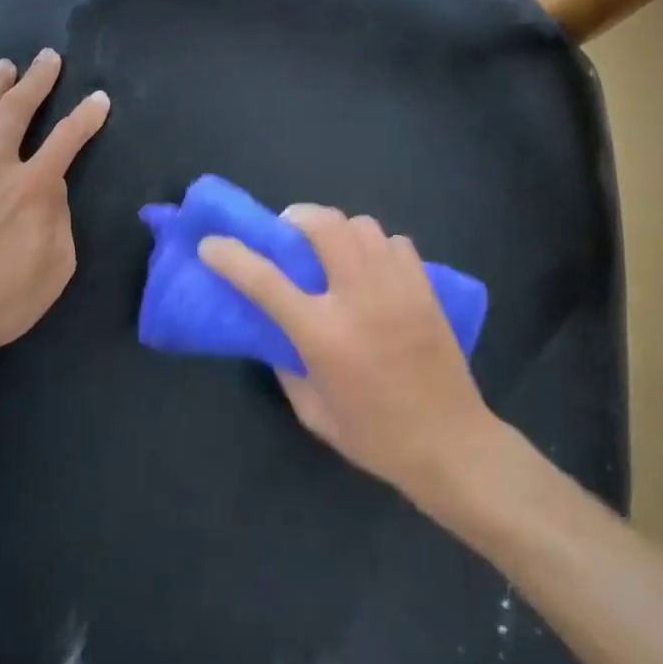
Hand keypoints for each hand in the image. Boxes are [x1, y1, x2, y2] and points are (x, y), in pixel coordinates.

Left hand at [0, 50, 108, 364]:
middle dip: (37, 81)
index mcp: (33, 187)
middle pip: (16, 111)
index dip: (86, 116)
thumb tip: (49, 193)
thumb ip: (58, 220)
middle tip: (47, 58)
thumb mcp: (56, 266)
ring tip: (3, 67)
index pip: (67, 139)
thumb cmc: (3, 298)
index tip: (98, 99)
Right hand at [199, 207, 495, 505]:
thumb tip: (275, 332)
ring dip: (337, 229)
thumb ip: (287, 364)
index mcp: (323, 334)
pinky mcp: (425, 288)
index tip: (211, 243)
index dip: (231, 256)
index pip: (265, 280)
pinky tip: (372, 268)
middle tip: (288, 234)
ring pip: (361, 225)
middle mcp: (359, 298)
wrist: (451, 444)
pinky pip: (395, 242)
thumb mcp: (313, 411)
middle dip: (296, 218)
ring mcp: (397, 288)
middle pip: (323, 226)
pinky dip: (375, 246)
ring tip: (331, 250)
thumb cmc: (375, 436)